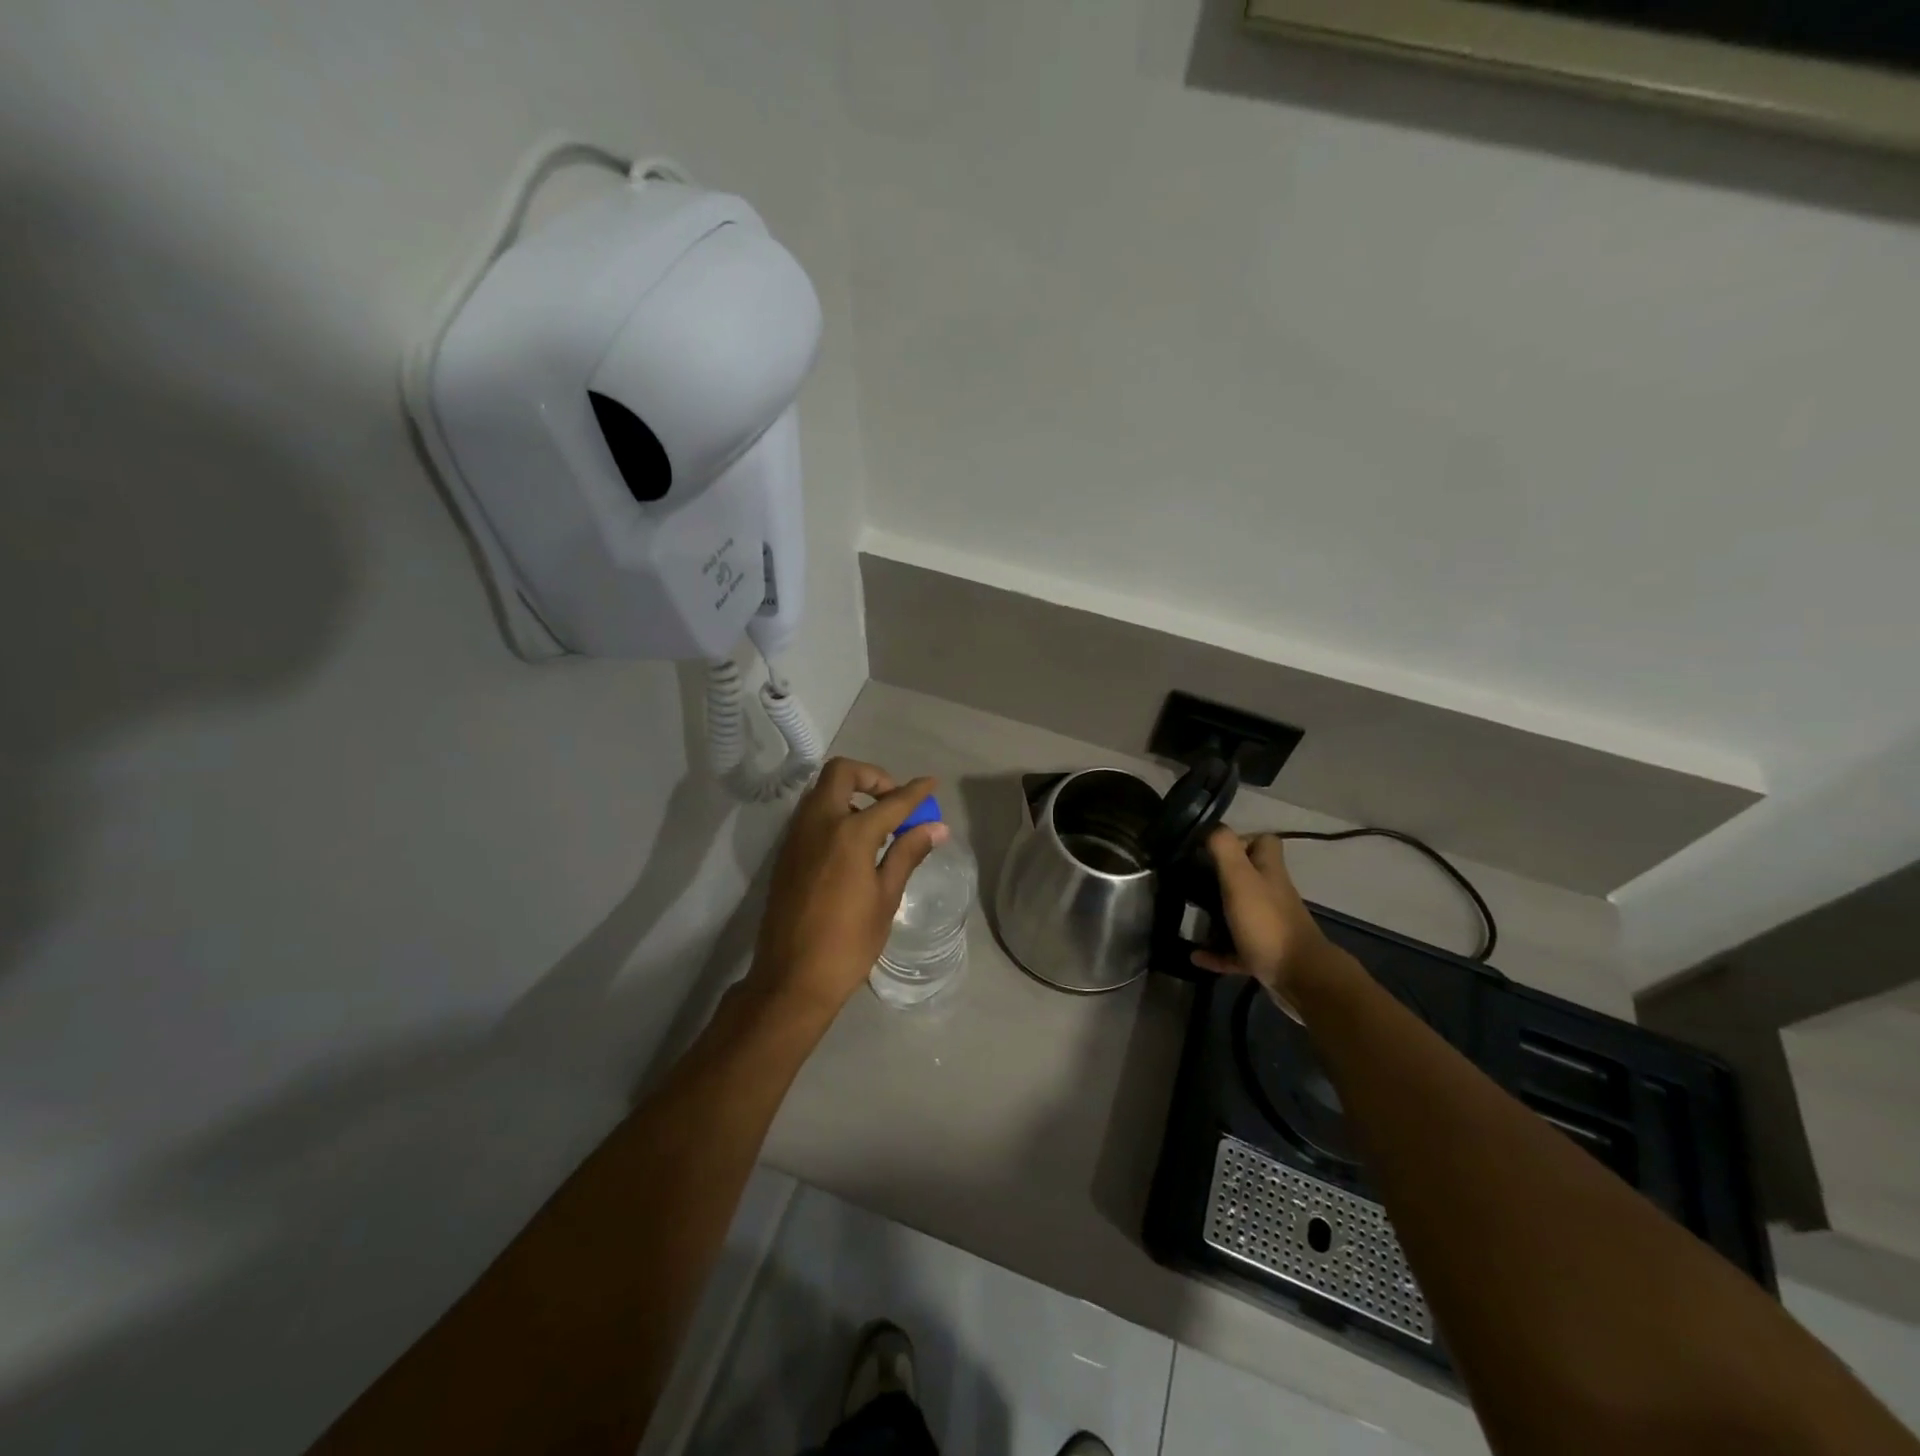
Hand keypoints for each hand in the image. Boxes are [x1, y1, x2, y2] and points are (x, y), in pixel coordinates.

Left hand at [745, 758, 946, 1018]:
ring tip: (877, 826)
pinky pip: (811, 815)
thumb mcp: (886, 898)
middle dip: (872, 777)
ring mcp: (796, 836)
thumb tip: (936, 827)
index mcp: (849, 834)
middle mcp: (818, 823)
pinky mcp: (785, 853)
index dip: (915, 792)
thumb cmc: (848, 943)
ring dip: (851, 794)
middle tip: (893, 802)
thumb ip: (908, 854)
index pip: (891, 801)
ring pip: (822, 792)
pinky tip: (854, 847)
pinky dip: (834, 813)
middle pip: (841, 773)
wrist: (791, 979)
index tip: (931, 784)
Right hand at [1192, 828, 1345, 1012]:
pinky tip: (1195, 955)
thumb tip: (1211, 827)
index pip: (1264, 842)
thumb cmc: (1267, 923)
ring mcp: (1269, 926)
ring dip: (1216, 915)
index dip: (1241, 839)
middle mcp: (1272, 894)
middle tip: (1191, 881)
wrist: (1300, 978)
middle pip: (1249, 877)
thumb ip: (1224, 849)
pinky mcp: (1264, 954)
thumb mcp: (1240, 879)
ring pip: (1240, 912)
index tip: (1211, 849)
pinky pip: (1235, 949)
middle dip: (1220, 878)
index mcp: (1269, 872)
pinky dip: (1216, 952)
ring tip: (1189, 915)